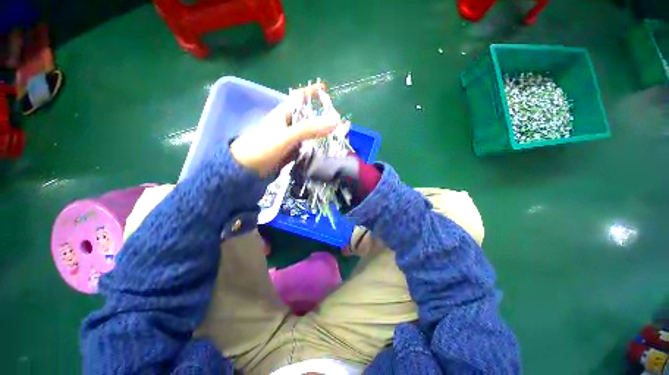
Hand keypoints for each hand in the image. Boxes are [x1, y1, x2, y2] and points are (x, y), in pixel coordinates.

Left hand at [230, 84, 336, 176]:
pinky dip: (315, 144)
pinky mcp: (290, 149)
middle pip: (307, 115)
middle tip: (338, 119)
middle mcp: (287, 123)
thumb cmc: (263, 147)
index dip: (311, 91)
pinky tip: (324, 147)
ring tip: (336, 133)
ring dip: (320, 131)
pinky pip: (306, 144)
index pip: (299, 97)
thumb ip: (308, 129)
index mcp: (283, 113)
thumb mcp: (286, 136)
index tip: (326, 89)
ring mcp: (289, 137)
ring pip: (308, 131)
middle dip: (321, 115)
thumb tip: (334, 122)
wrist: (247, 168)